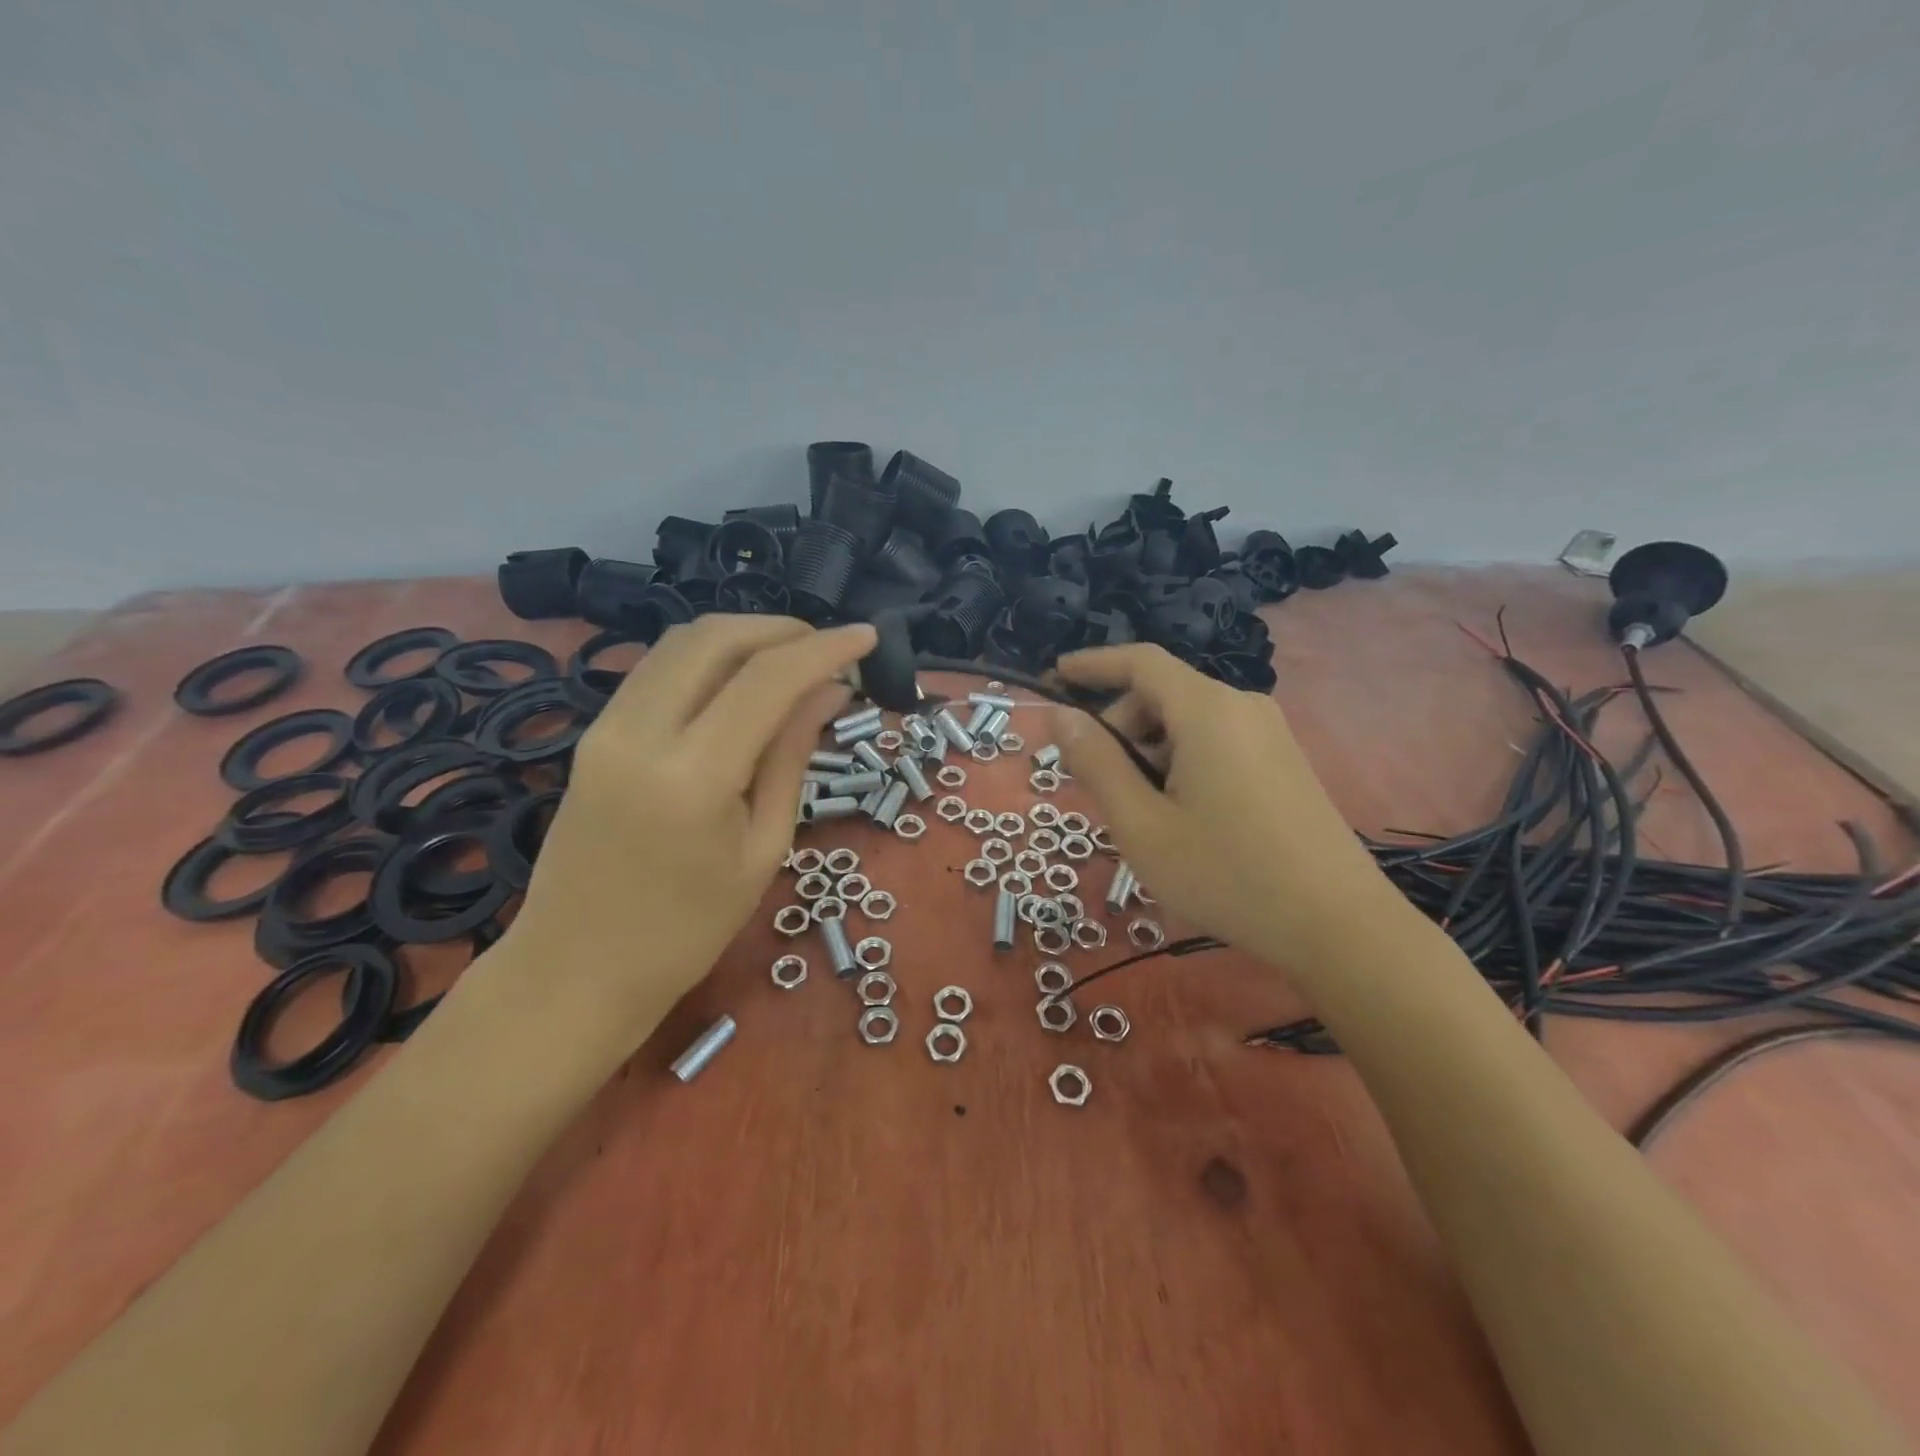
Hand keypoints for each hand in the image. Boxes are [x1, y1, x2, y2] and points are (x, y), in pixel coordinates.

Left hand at [501, 615, 874, 1030]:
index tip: (868, 637)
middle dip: (782, 629)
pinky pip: (656, 669)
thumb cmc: (687, 930)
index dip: (825, 649)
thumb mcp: (762, 848)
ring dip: (743, 636)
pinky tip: (740, 681)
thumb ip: (792, 757)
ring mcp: (606, 728)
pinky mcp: (593, 734)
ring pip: (680, 643)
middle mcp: (640, 733)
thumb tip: (830, 692)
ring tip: (792, 659)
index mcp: (693, 776)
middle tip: (828, 648)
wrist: (575, 970)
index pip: (767, 679)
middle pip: (716, 638)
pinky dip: (708, 658)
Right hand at [1052, 644, 1398, 962]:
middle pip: (1162, 693)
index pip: (1139, 661)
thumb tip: (1060, 716)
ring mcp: (1269, 733)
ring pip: (1188, 721)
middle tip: (1096, 784)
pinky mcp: (1283, 760)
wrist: (1338, 925)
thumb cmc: (1227, 874)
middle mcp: (1242, 706)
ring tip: (1140, 811)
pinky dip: (1181, 761)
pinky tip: (1180, 814)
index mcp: (1207, 710)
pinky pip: (1216, 741)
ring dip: (1149, 750)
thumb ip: (1096, 763)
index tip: (1054, 677)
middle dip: (1119, 726)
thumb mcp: (1142, 825)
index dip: (1092, 664)